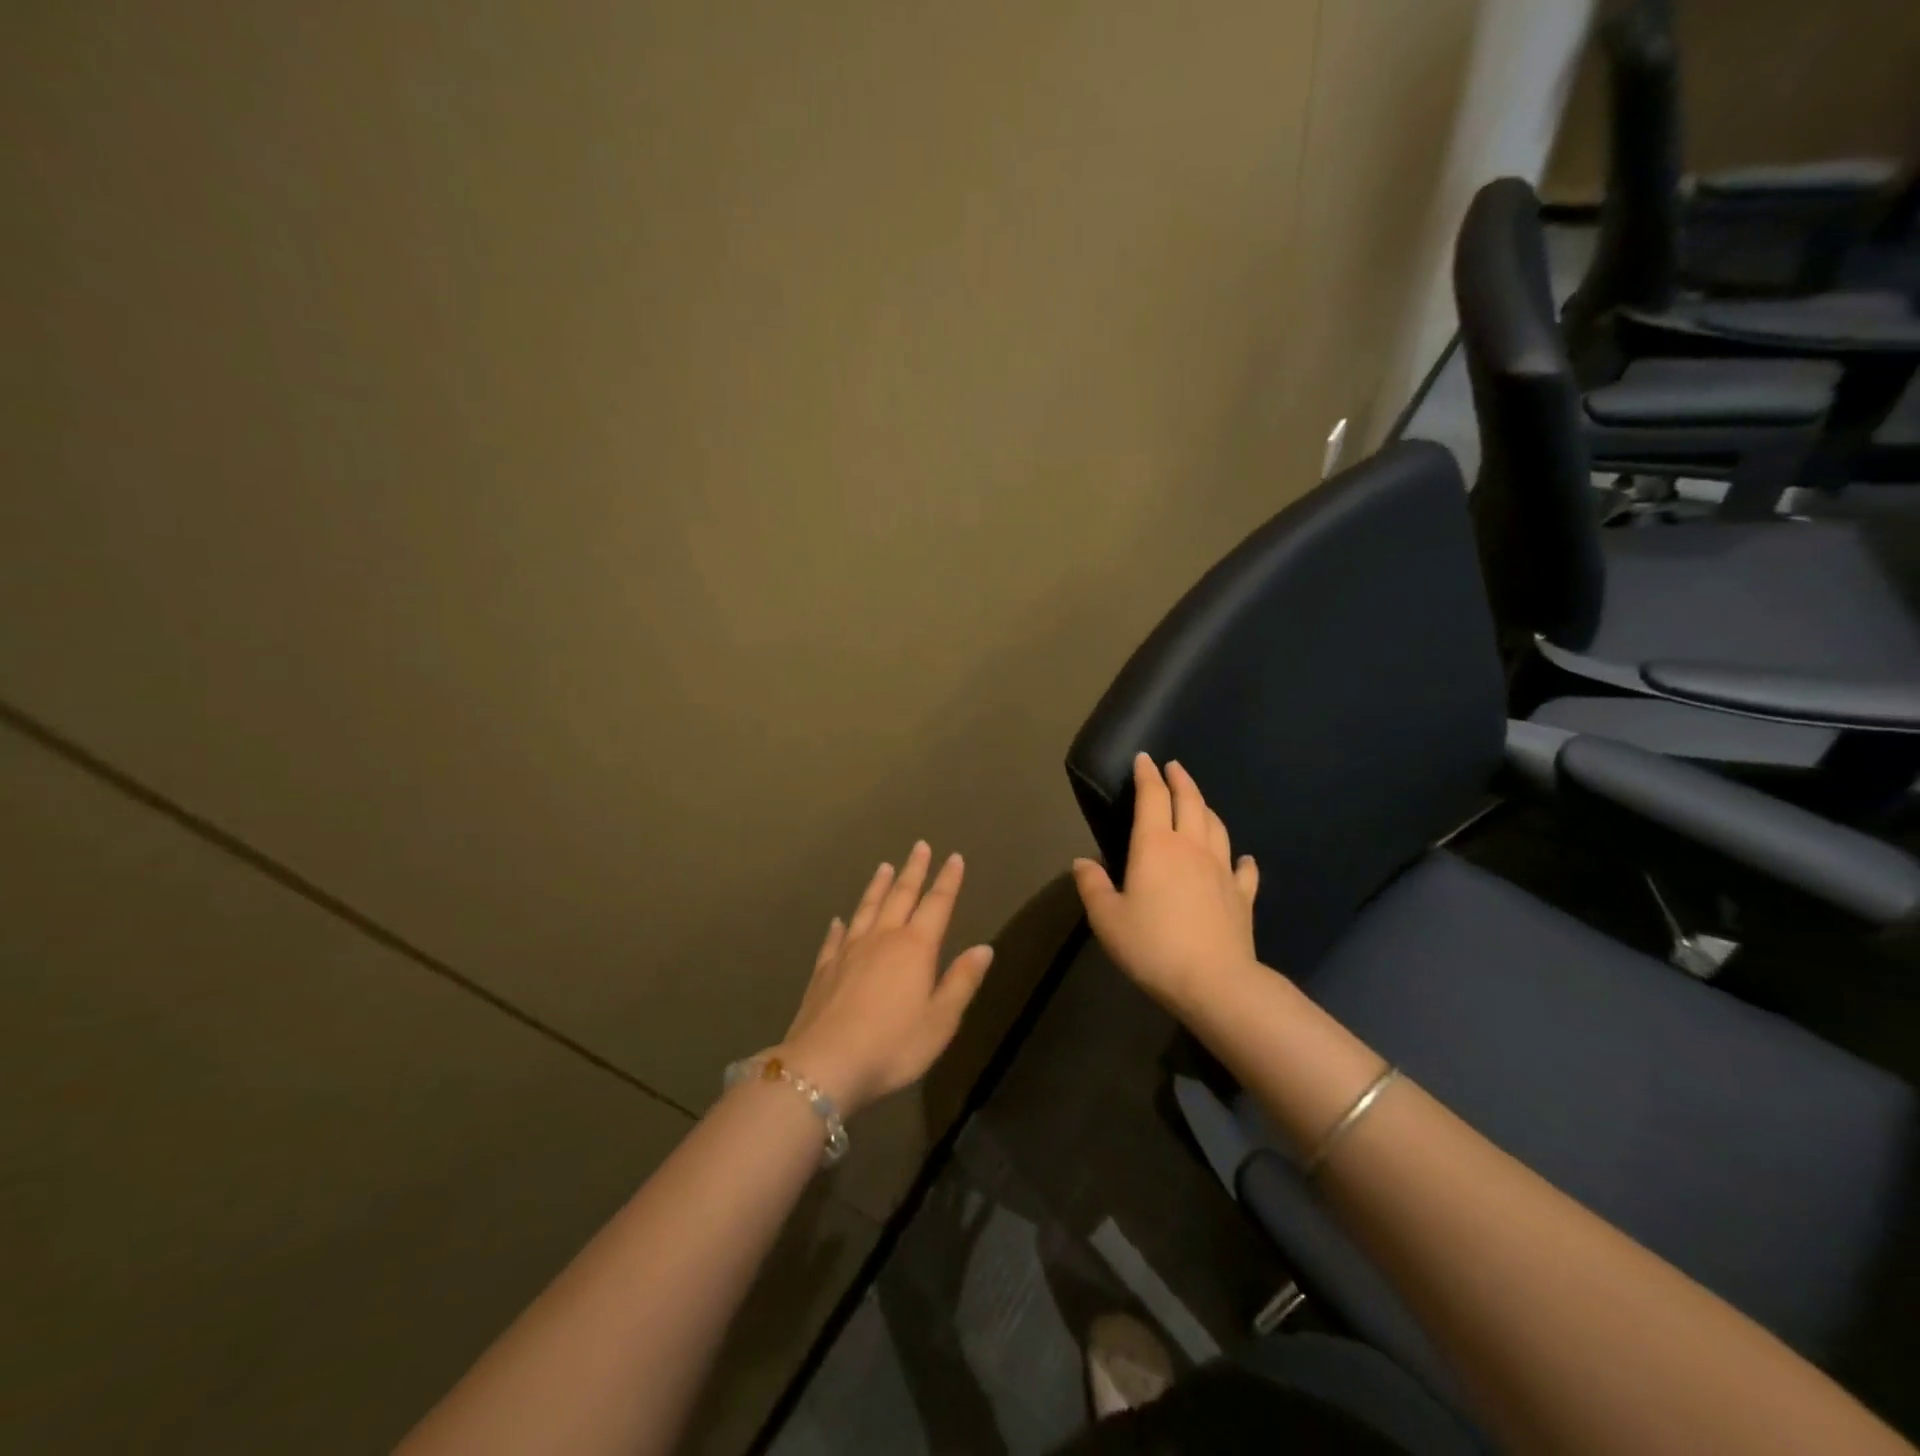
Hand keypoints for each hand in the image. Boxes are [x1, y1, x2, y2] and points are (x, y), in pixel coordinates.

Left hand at [777, 842, 995, 1116]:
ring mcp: (849, 952)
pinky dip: (840, 925)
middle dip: (914, 870)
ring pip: (867, 908)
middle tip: (920, 846)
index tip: (954, 857)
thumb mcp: (941, 1020)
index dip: (948, 881)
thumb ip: (962, 981)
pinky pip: (835, 938)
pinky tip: (840, 919)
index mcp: (915, 948)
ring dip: (878, 886)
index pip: (937, 904)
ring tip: (884, 867)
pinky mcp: (824, 969)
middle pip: (901, 896)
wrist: (825, 1065)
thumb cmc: (893, 1045)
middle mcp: (882, 938)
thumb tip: (983, 948)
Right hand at [1072, 754, 1261, 1010]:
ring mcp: (1222, 870)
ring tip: (1199, 802)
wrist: (1214, 982)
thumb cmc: (1152, 946)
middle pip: (1190, 802)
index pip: (1152, 797)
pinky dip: (1242, 859)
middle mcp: (1191, 847)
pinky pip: (1244, 870)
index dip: (1147, 775)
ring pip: (1217, 827)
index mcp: (1155, 846)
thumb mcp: (1107, 919)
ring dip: (1206, 808)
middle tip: (1173, 767)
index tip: (1144, 759)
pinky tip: (1242, 858)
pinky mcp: (1242, 896)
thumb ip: (1092, 886)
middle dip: (1180, 780)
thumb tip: (1082, 862)